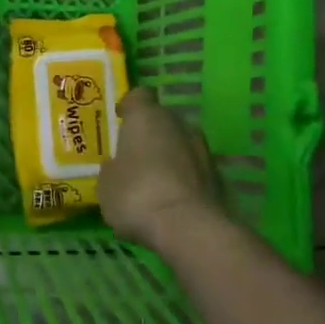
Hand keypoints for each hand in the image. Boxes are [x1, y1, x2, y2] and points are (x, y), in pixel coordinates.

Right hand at [99, 87, 225, 251]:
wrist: (189, 228)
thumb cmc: (137, 195)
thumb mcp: (106, 184)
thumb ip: (112, 168)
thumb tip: (118, 166)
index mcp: (146, 116)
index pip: (138, 96)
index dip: (128, 106)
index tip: (120, 119)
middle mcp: (178, 123)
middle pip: (162, 119)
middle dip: (150, 133)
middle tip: (134, 154)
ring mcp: (202, 149)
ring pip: (181, 144)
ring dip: (169, 156)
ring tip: (153, 180)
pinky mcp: (218, 176)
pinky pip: (193, 169)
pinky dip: (183, 178)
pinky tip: (171, 199)